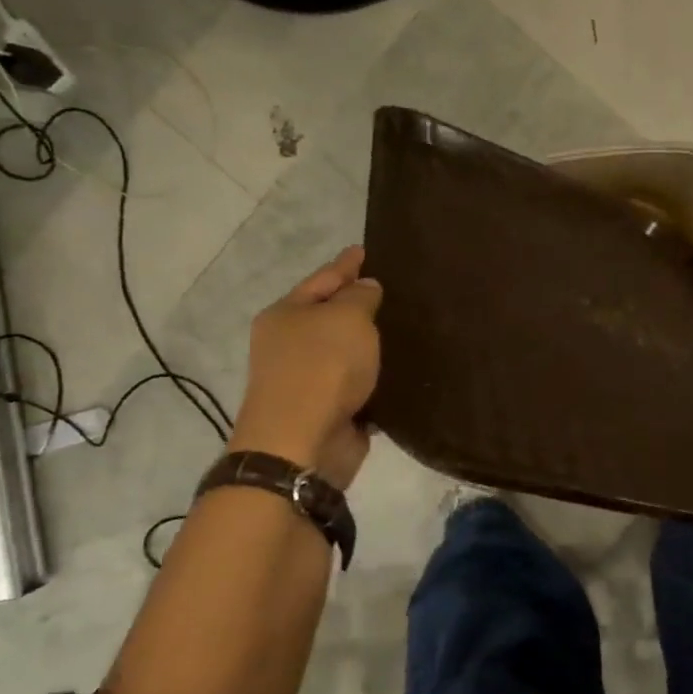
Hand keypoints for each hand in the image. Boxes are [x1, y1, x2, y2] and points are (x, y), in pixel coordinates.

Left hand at [230, 246, 381, 489]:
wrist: (303, 443)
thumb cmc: (322, 368)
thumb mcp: (346, 318)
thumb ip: (360, 297)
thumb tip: (366, 288)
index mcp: (286, 315)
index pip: (322, 279)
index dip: (346, 265)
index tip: (365, 250)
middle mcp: (291, 345)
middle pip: (331, 317)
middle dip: (359, 305)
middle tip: (395, 290)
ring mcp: (310, 380)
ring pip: (347, 353)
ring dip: (371, 346)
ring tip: (407, 329)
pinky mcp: (331, 411)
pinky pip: (361, 385)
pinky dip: (377, 379)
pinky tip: (404, 371)